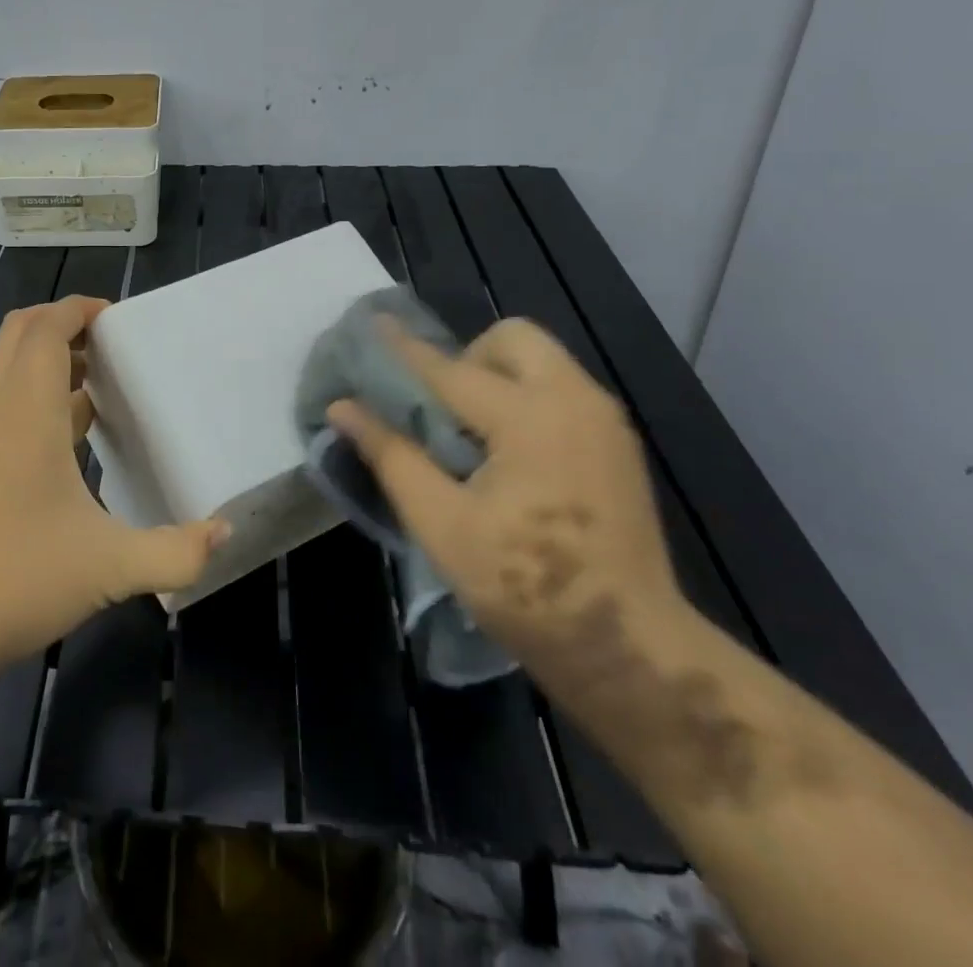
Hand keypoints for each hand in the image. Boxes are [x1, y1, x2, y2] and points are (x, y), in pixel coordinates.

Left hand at [0, 295, 227, 667]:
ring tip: (101, 376)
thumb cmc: (20, 580)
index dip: (76, 309)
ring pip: (9, 368)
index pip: (42, 330)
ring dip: (50, 358)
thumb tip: (225, 531)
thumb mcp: (112, 568)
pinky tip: (76, 431)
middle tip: (108, 338)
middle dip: (60, 322)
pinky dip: (39, 393)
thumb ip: (176, 551)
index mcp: (27, 414)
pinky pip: (8, 402)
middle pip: (17, 334)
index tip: (116, 315)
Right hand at [328, 317, 685, 688]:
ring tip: (472, 433)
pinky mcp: (619, 444)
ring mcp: (605, 421)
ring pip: (541, 360)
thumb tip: (343, 408)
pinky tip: (510, 453)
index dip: (404, 350)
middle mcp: (574, 402)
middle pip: (513, 338)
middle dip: (469, 356)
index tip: (372, 323)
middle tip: (443, 407)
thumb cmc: (526, 589)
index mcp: (529, 419)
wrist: (630, 649)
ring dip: (498, 375)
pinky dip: (526, 397)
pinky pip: (561, 389)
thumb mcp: (442, 525)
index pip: (449, 370)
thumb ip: (392, 457)